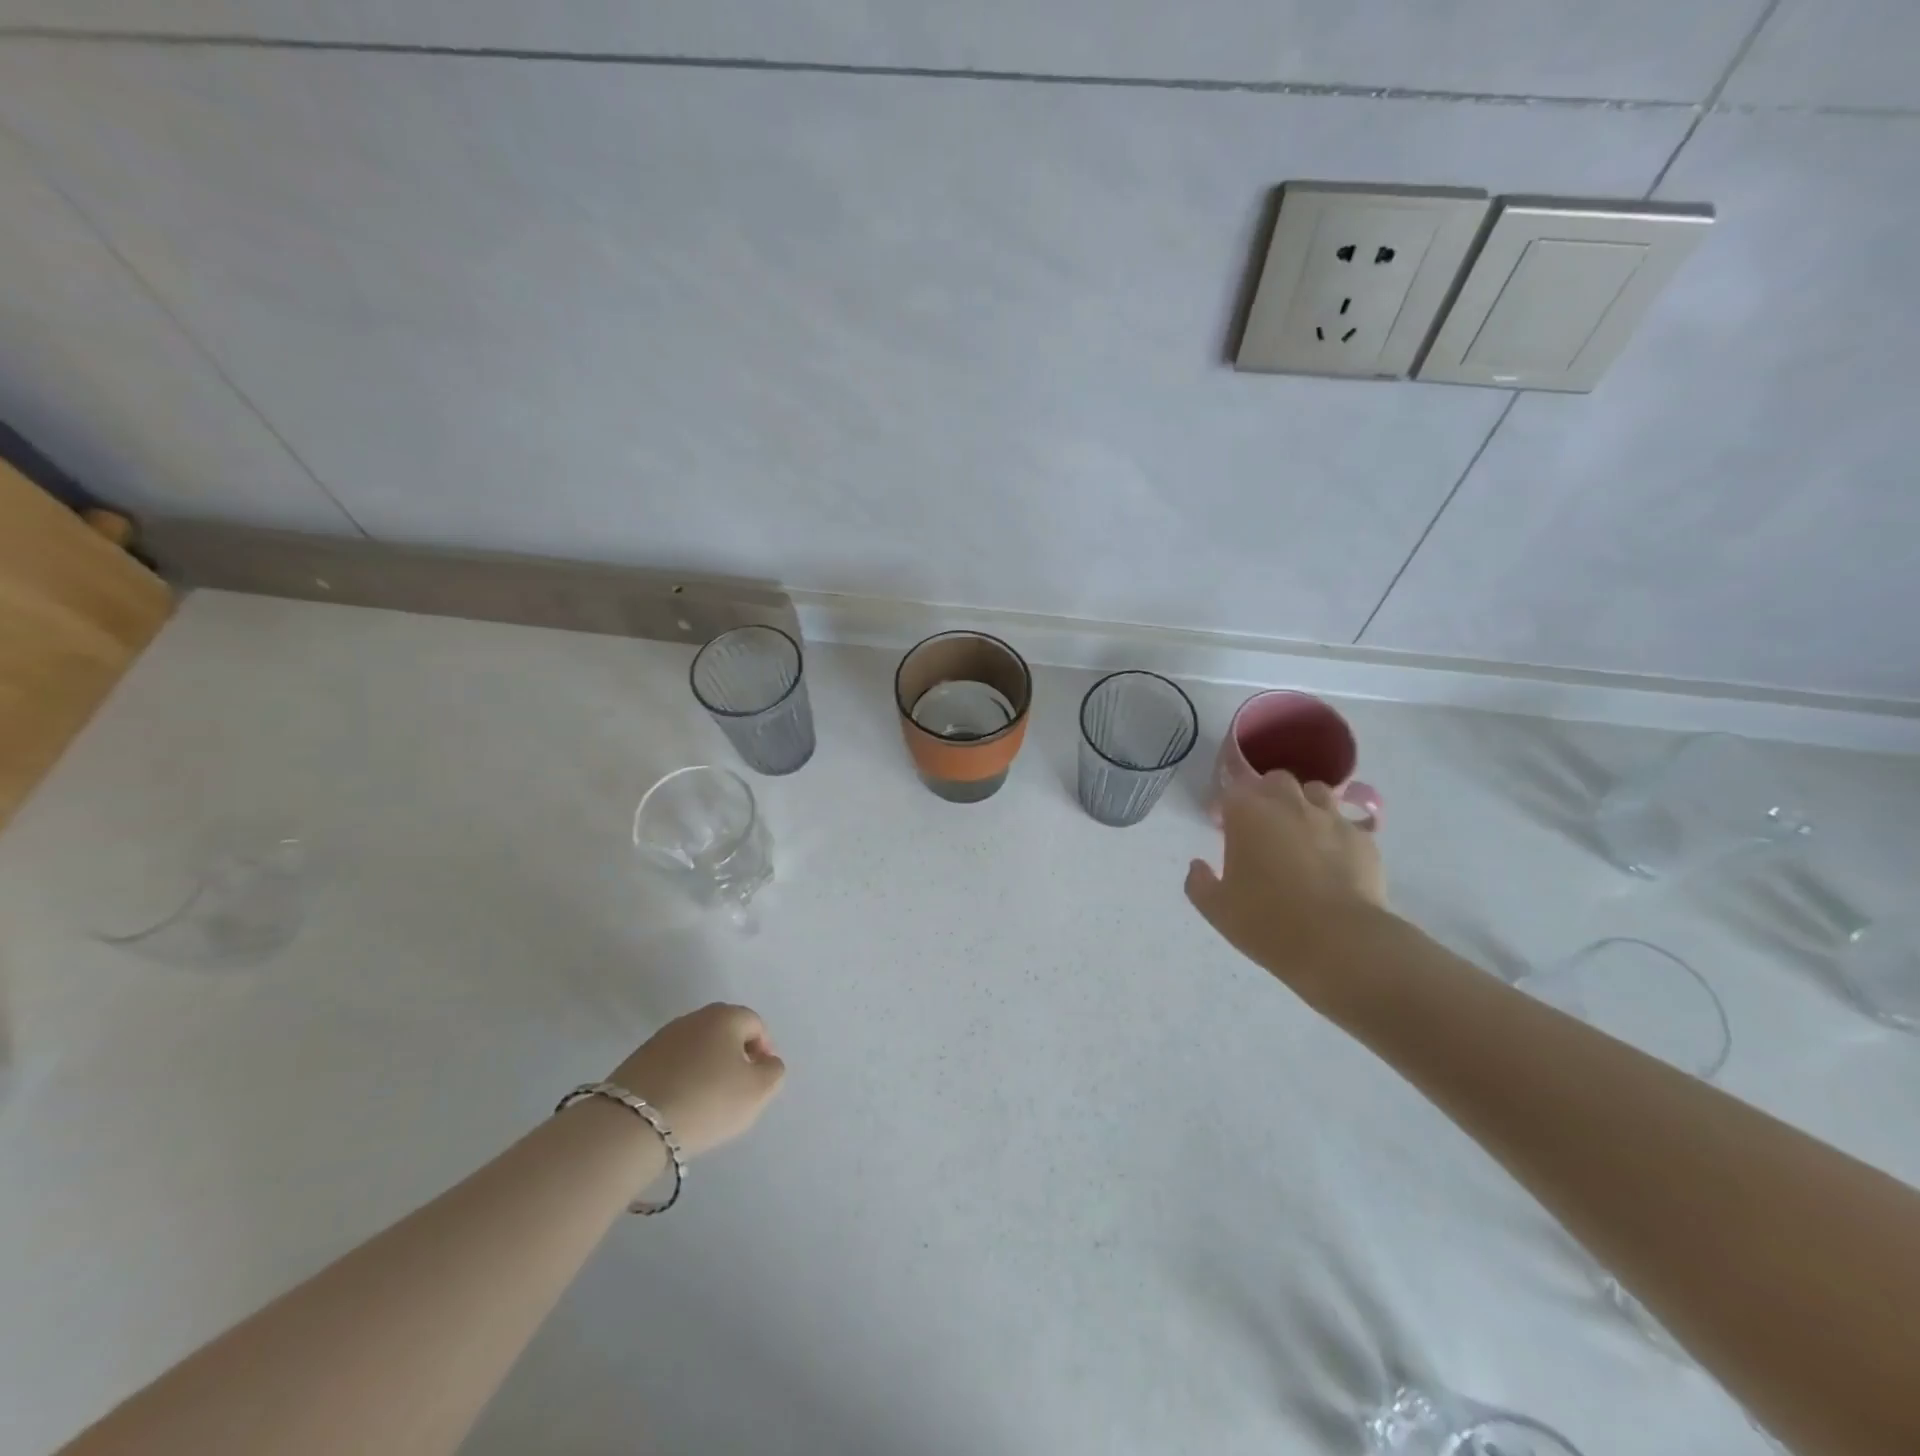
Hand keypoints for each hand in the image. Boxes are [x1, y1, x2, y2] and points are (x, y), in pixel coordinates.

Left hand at [608, 1003, 785, 1157]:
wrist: (633, 1124)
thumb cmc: (707, 1101)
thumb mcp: (758, 1091)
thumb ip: (774, 1071)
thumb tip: (765, 1062)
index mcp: (725, 1016)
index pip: (756, 1024)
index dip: (764, 1052)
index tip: (759, 1082)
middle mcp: (693, 1017)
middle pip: (725, 1033)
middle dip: (735, 1058)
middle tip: (736, 1092)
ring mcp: (662, 1037)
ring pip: (697, 1049)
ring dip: (707, 1069)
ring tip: (706, 1103)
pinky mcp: (637, 1060)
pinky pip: (672, 1065)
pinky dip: (682, 1079)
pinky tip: (680, 1106)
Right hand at [1185, 772, 1387, 983]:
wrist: (1340, 943)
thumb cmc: (1267, 922)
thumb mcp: (1217, 909)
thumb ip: (1199, 883)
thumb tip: (1197, 866)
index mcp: (1247, 814)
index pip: (1232, 789)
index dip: (1228, 807)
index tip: (1225, 828)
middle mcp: (1289, 804)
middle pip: (1276, 780)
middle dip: (1267, 795)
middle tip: (1263, 826)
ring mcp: (1330, 818)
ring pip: (1316, 792)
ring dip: (1305, 804)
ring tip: (1302, 833)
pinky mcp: (1363, 838)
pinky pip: (1346, 823)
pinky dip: (1336, 833)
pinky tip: (1334, 858)